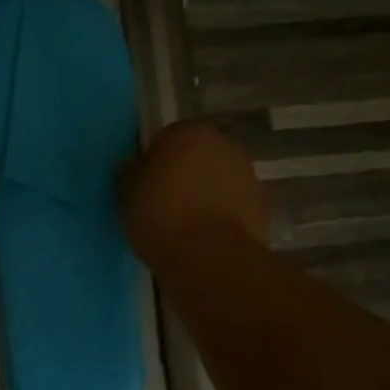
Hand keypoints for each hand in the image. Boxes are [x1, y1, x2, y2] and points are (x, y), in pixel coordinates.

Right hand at [121, 121, 269, 269]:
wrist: (208, 257)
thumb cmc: (160, 216)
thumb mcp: (126, 194)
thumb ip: (129, 173)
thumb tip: (133, 166)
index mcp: (189, 132)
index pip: (167, 139)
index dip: (155, 163)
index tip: (146, 187)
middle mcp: (224, 144)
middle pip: (199, 156)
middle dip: (186, 174)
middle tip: (166, 204)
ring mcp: (249, 174)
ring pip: (220, 180)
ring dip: (207, 193)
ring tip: (188, 224)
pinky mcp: (263, 204)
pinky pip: (235, 204)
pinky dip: (224, 214)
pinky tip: (208, 236)